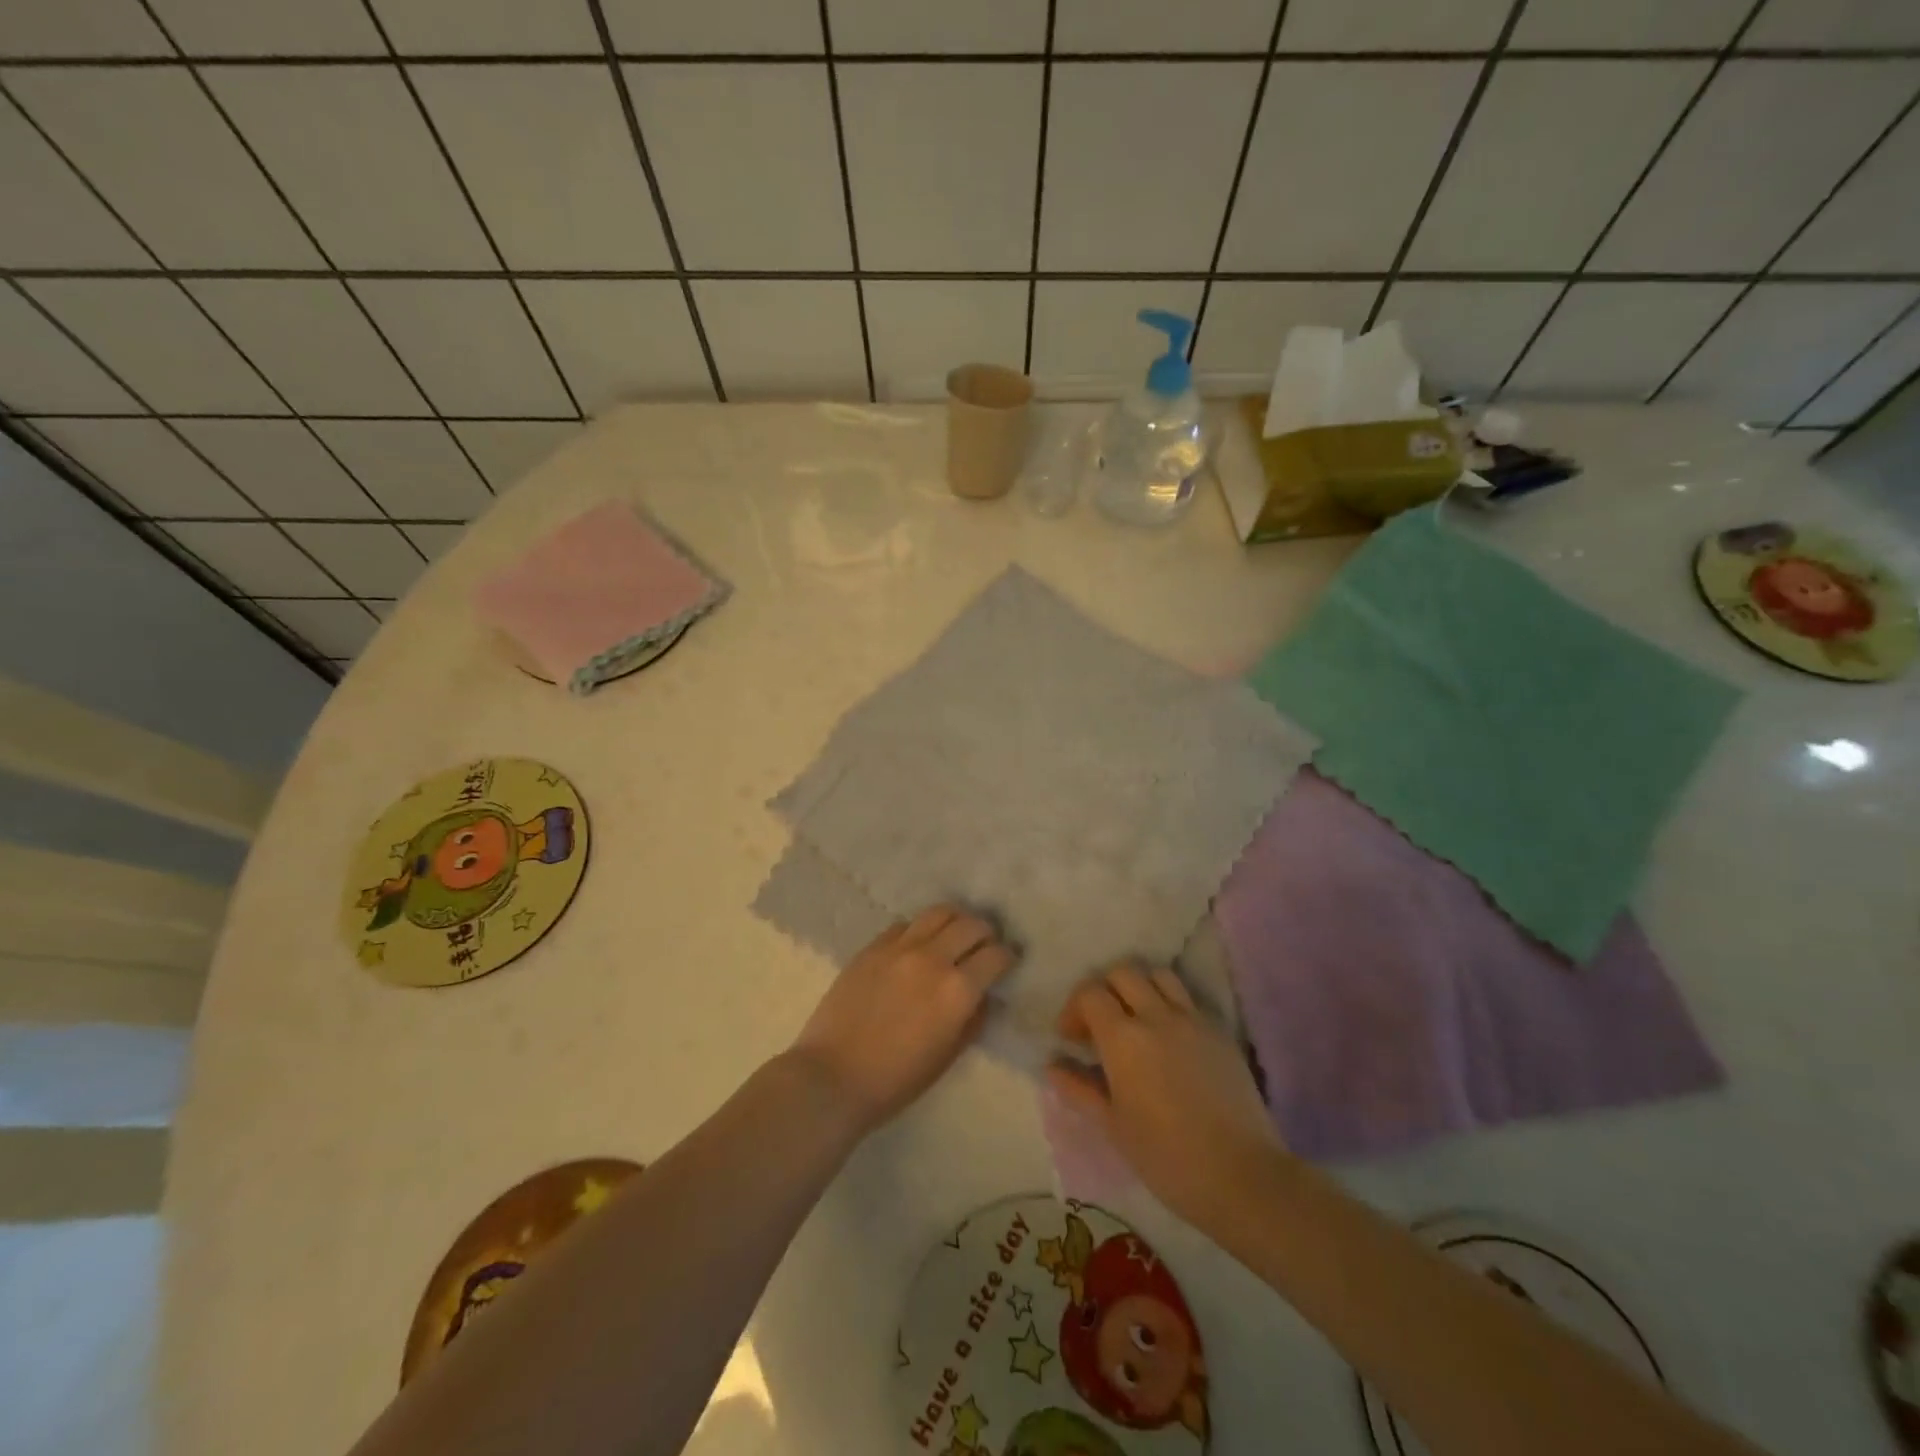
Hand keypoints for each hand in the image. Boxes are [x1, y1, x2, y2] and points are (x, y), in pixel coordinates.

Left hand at [790, 904, 1017, 1134]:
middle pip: (972, 924)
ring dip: (955, 921)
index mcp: (957, 991)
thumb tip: (983, 995)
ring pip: (939, 912)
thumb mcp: (947, 1056)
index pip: (996, 955)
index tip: (1006, 963)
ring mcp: (899, 948)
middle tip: (983, 946)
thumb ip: (972, 1019)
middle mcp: (933, 959)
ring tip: (953, 934)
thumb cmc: (895, 1080)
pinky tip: (916, 947)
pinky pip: (905, 925)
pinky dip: (919, 931)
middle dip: (985, 933)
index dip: (1006, 957)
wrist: (832, 1076)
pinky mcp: (873, 947)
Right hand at [1049, 963, 1281, 1225]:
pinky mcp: (1221, 1033)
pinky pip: (1189, 1001)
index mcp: (1123, 1038)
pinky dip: (1171, 1006)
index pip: (1090, 993)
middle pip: (1123, 973)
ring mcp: (1193, 1020)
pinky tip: (1171, 1041)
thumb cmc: (1167, 1157)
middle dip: (1104, 990)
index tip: (1072, 1039)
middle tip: (1101, 1025)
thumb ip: (1080, 1089)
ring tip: (1137, 1021)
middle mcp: (1156, 1016)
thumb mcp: (1113, 1127)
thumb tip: (1053, 1067)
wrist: (1242, 1176)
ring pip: (1160, 976)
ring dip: (1141, 988)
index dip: (1074, 1009)